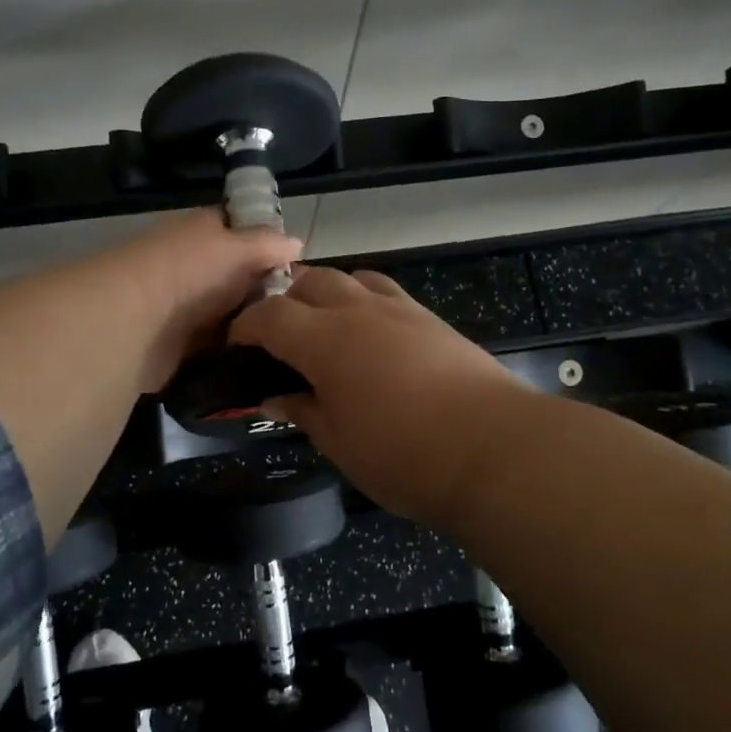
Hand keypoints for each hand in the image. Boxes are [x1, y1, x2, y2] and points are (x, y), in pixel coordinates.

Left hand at [100, 209, 303, 391]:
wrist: (134, 320)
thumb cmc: (190, 270)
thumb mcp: (238, 247)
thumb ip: (269, 245)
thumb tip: (298, 244)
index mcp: (202, 232)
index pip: (240, 229)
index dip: (269, 244)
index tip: (301, 267)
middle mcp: (194, 264)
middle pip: (239, 276)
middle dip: (267, 291)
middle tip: (305, 310)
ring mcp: (186, 305)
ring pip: (232, 313)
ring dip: (255, 324)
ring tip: (294, 338)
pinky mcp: (182, 344)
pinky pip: (218, 345)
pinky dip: (237, 350)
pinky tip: (268, 358)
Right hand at [228, 267, 527, 527]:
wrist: (494, 448)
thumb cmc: (403, 453)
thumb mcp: (338, 441)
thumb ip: (302, 411)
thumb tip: (274, 398)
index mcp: (323, 339)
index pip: (269, 315)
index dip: (245, 327)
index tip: (236, 346)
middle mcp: (358, 310)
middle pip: (309, 282)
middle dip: (284, 301)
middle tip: (277, 336)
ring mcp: (399, 309)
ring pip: (350, 278)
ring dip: (325, 293)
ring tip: (322, 326)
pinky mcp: (431, 319)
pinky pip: (385, 292)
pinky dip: (363, 300)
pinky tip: (369, 333)